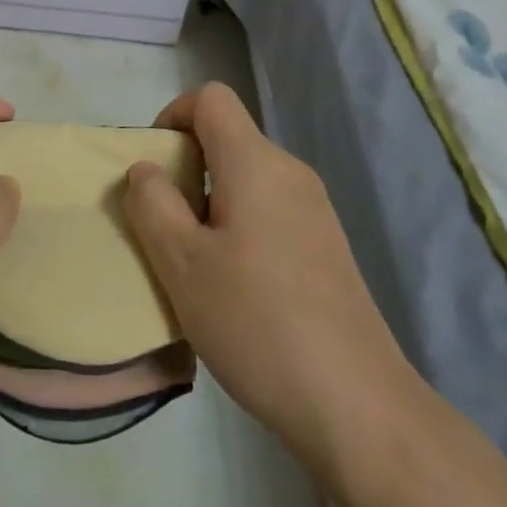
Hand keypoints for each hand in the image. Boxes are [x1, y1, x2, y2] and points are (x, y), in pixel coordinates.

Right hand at [121, 82, 411, 473]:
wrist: (359, 408)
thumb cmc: (257, 323)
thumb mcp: (181, 263)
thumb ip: (152, 203)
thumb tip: (146, 169)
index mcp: (255, 163)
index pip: (211, 98)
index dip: (174, 115)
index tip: (156, 166)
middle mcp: (290, 172)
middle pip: (228, 138)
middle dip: (187, 167)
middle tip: (166, 226)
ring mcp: (315, 210)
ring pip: (247, 177)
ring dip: (211, 201)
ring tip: (196, 263)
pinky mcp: (327, 246)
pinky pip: (270, 209)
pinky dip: (240, 225)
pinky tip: (236, 287)